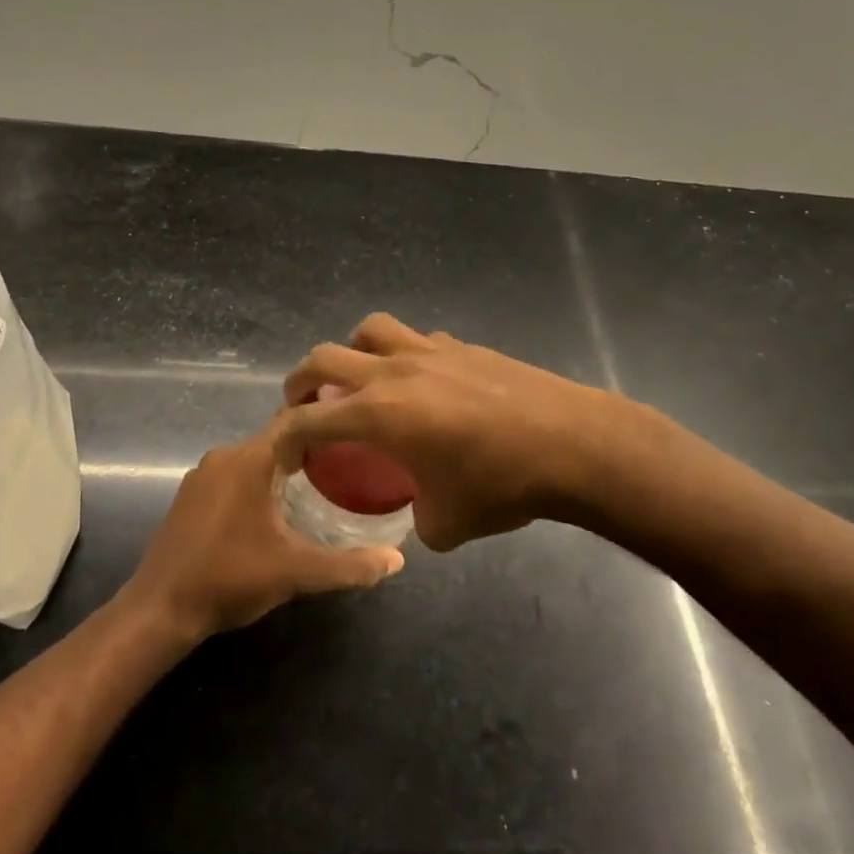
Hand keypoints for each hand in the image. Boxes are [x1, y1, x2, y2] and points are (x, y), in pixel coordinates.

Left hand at [123, 418, 403, 641]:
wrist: (160, 609)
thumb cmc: (230, 578)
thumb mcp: (296, 572)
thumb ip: (349, 565)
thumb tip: (398, 561)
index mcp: (250, 459)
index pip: (295, 420)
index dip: (327, 421)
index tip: (357, 429)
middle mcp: (225, 455)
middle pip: (276, 438)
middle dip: (310, 447)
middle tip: (348, 462)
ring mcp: (202, 474)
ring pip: (253, 458)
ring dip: (282, 467)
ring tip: (320, 484)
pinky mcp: (190, 495)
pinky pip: (233, 474)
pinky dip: (258, 481)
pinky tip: (274, 509)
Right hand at [280, 313, 620, 550]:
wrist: (570, 443)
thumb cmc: (501, 485)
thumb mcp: (447, 524)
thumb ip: (418, 520)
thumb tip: (421, 515)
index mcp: (378, 413)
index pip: (309, 419)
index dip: (286, 437)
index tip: (283, 453)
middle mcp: (393, 372)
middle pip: (324, 357)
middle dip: (301, 381)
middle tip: (303, 405)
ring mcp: (429, 351)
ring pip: (370, 330)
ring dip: (353, 351)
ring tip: (360, 378)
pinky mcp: (462, 346)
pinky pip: (417, 340)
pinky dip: (404, 355)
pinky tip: (423, 382)